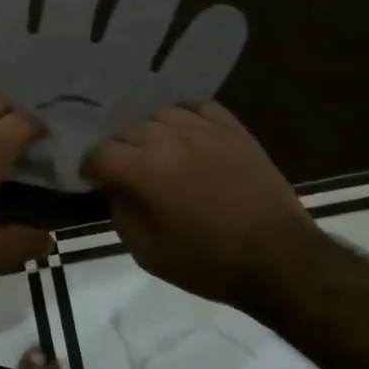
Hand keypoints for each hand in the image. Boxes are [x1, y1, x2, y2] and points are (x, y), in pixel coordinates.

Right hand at [85, 102, 317, 308]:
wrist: (278, 258)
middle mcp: (168, 138)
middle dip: (120, 151)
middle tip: (128, 173)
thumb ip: (120, 212)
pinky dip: (184, 117)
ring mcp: (202, 128)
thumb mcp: (147, 252)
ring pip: (159, 115)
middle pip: (127, 130)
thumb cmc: (208, 262)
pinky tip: (186, 134)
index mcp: (143, 170)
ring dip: (151, 134)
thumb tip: (112, 187)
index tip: (93, 180)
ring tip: (158, 153)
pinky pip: (197, 106)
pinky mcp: (231, 127)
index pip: (100, 153)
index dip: (90, 167)